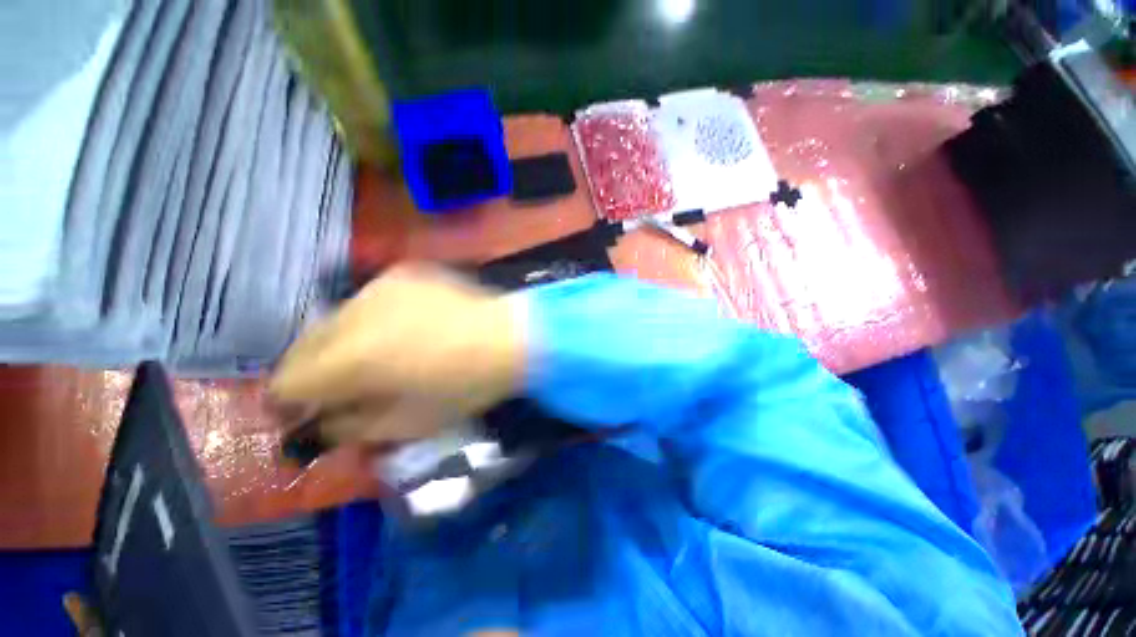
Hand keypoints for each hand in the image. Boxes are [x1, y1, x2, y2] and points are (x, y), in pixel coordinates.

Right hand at [269, 263, 526, 445]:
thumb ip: (350, 425)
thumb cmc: (466, 386)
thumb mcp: (406, 423)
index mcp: (352, 358)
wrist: (510, 337)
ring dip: (342, 341)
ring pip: (335, 319)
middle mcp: (355, 313)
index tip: (308, 410)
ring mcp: (380, 286)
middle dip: (312, 369)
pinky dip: (372, 319)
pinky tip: (403, 328)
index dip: (291, 401)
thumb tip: (320, 421)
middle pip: (303, 344)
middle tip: (340, 385)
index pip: (287, 380)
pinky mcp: (403, 273)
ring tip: (377, 355)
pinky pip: (369, 300)